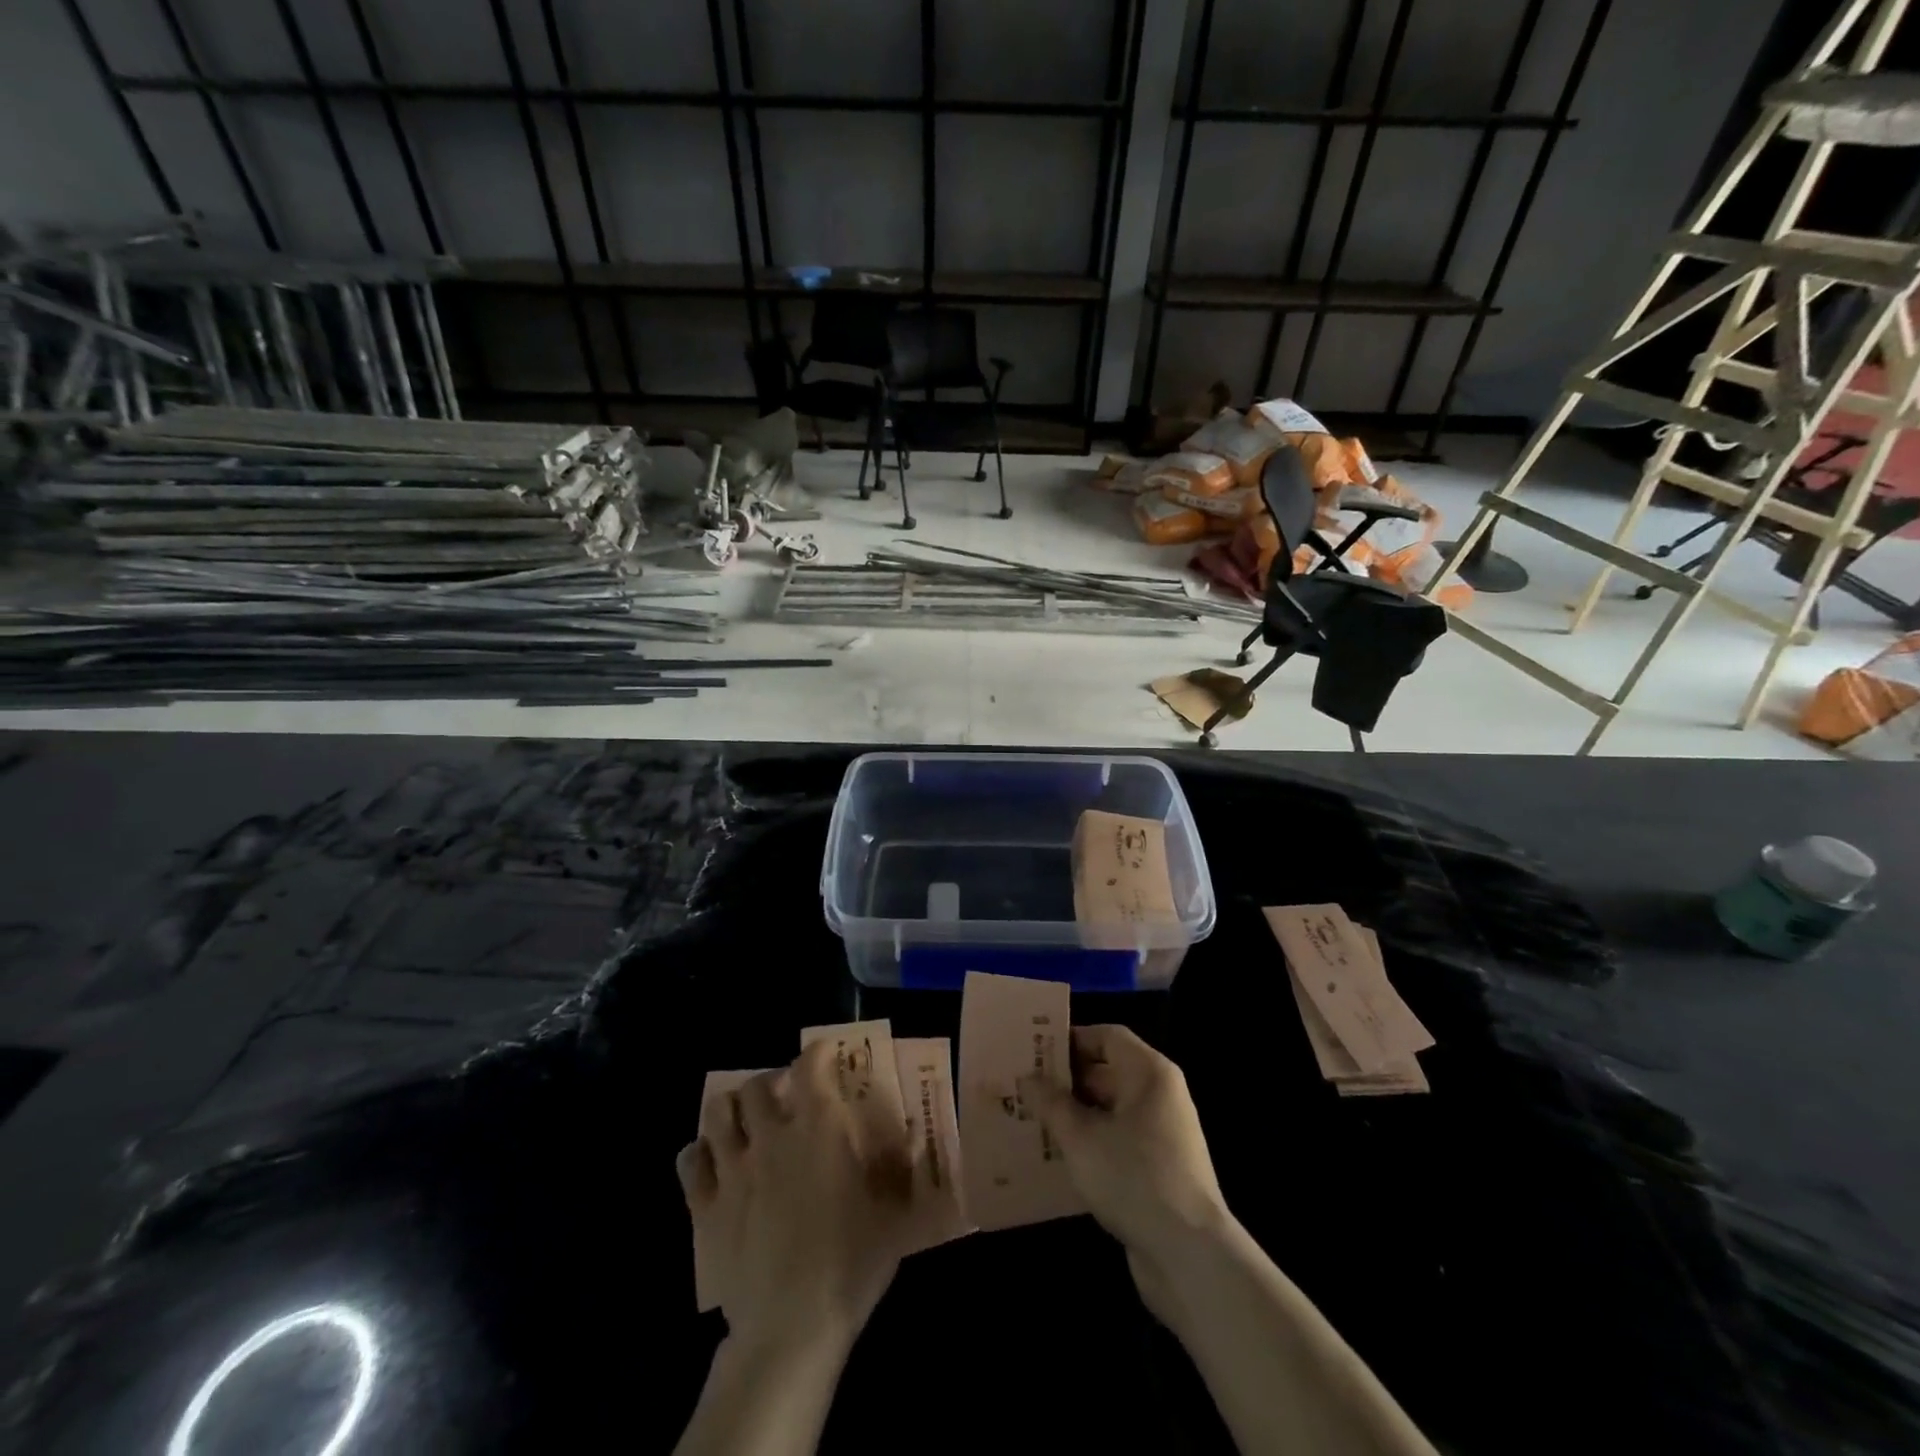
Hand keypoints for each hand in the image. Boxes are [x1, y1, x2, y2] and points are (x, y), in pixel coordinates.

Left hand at [677, 1041, 916, 1352]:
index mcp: (818, 1128)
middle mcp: (772, 1135)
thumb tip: (911, 1138)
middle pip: (755, 1085)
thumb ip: (899, 1170)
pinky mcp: (704, 1206)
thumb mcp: (893, 1216)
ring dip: (731, 1110)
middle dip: (770, 1083)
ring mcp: (733, 1169)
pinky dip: (700, 1153)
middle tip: (784, 1099)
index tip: (826, 1055)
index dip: (817, 1053)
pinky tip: (714, 1162)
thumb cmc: (850, 1265)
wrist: (790, 1329)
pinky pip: (690, 1161)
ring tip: (746, 1123)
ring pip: (717, 1112)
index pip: (810, 1065)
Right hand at [1020, 1025, 1230, 1320]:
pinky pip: (1116, 1141)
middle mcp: (1160, 1096)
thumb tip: (1027, 1078)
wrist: (1190, 1257)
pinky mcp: (1158, 1170)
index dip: (1070, 1040)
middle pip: (1107, 1072)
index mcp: (1149, 1074)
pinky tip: (1056, 1158)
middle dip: (1065, 1081)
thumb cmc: (1134, 1177)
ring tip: (1031, 1120)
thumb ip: (1051, 1103)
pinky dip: (1089, 1143)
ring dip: (1073, 1115)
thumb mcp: (1081, 1137)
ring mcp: (1162, 1134)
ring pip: (1109, 1110)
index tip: (1033, 1052)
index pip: (1107, 1036)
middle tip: (1023, 1088)